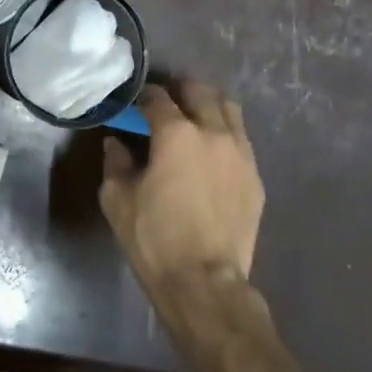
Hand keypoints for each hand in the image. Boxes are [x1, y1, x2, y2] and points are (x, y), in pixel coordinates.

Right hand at [100, 81, 263, 302]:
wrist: (204, 281)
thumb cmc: (154, 237)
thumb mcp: (118, 199)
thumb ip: (115, 163)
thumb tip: (117, 143)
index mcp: (176, 134)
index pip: (158, 98)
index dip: (144, 96)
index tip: (135, 103)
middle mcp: (213, 133)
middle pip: (201, 93)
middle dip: (181, 91)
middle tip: (167, 102)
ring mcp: (241, 154)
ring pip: (229, 110)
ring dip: (209, 107)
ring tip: (195, 119)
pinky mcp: (256, 178)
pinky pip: (242, 141)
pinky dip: (226, 135)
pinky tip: (213, 153)